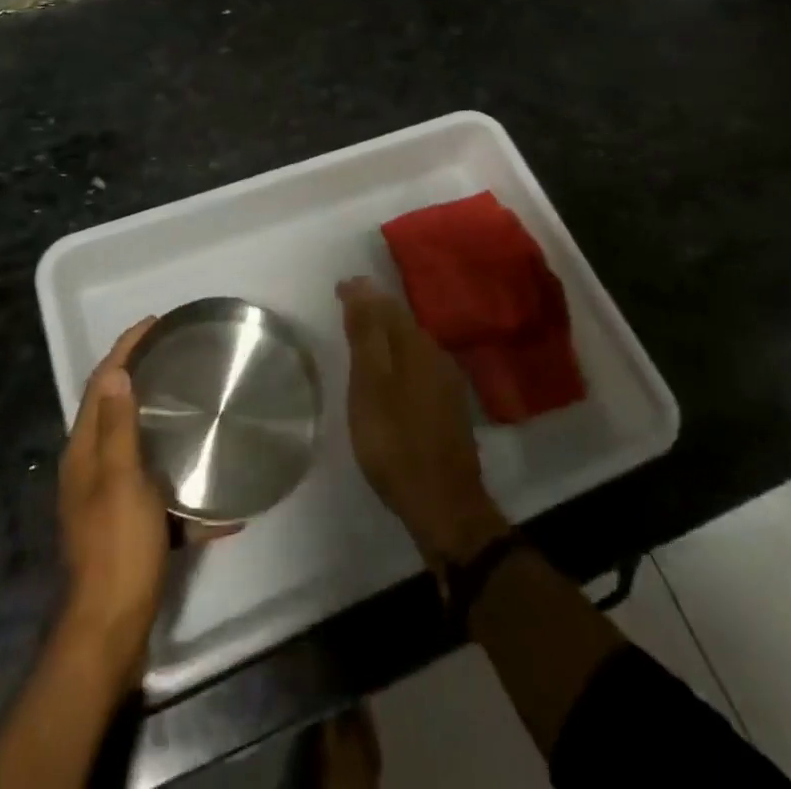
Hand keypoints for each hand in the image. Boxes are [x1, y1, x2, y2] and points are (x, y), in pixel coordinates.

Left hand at [58, 318, 167, 680]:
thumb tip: (115, 373)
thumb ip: (118, 429)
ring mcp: (109, 500)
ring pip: (139, 449)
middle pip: (115, 411)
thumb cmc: (117, 547)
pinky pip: (160, 493)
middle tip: (176, 356)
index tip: (153, 323)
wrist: (112, 630)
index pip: (101, 386)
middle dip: (141, 379)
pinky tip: (220, 505)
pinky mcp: (128, 527)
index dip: (124, 350)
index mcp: (85, 453)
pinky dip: (184, 492)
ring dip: (164, 428)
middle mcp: (91, 470)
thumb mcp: (121, 480)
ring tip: (198, 408)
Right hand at [338, 277, 508, 564]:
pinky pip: (420, 366)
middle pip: (402, 322)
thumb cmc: (395, 442)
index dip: (362, 294)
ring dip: (388, 336)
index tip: (339, 288)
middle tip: (348, 309)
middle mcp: (436, 355)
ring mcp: (448, 382)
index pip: (386, 304)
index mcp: (415, 345)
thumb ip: (366, 335)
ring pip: (413, 345)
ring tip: (364, 340)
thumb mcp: (369, 386)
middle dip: (375, 312)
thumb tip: (361, 284)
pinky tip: (391, 376)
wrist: (445, 505)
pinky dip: (400, 361)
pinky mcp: (451, 407)